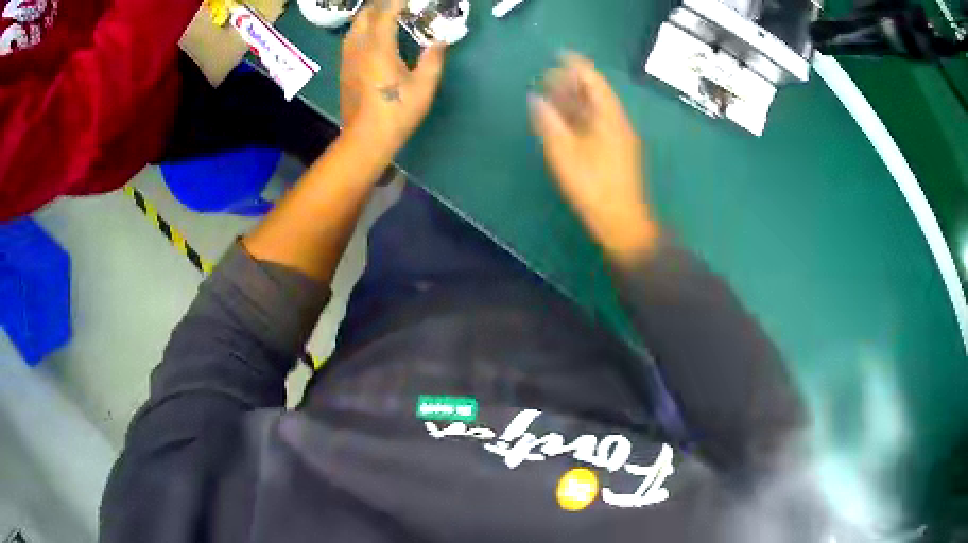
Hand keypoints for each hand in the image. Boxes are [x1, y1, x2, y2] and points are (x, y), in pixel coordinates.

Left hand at [340, 0, 446, 158]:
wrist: (365, 140)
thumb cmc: (397, 113)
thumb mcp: (424, 86)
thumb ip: (433, 58)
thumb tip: (440, 40)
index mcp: (379, 48)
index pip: (385, 13)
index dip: (397, 1)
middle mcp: (359, 48)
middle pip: (364, 15)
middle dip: (380, 5)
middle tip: (398, 5)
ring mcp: (348, 59)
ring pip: (354, 27)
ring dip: (369, 16)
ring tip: (385, 15)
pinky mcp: (344, 70)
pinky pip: (350, 40)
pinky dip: (362, 29)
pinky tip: (372, 35)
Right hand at [530, 54, 659, 264]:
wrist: (621, 222)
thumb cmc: (593, 187)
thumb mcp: (564, 153)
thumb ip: (548, 122)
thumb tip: (535, 98)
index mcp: (609, 117)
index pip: (593, 80)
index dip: (576, 65)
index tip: (558, 55)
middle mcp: (617, 122)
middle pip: (595, 93)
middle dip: (572, 82)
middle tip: (547, 76)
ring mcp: (618, 137)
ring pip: (595, 109)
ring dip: (574, 99)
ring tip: (551, 93)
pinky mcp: (615, 151)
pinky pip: (596, 123)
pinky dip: (579, 116)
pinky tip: (564, 119)